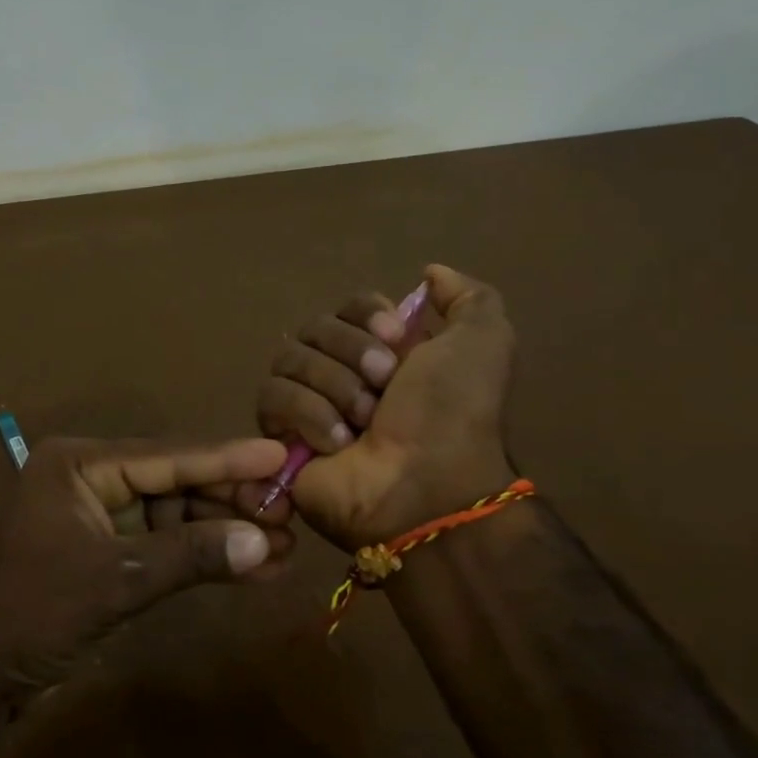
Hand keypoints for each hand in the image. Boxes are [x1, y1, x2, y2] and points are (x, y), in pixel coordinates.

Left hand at [0, 437, 296, 706]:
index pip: (166, 455)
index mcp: (79, 464)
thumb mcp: (114, 579)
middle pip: (174, 482)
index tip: (279, 453)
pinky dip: (200, 558)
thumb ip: (189, 555)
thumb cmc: (29, 611)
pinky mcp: (104, 555)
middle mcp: (90, 480)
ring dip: (223, 533)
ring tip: (283, 547)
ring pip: (173, 516)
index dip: (226, 458)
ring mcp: (97, 518)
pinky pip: (162, 547)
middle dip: (230, 501)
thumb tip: (263, 542)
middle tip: (290, 513)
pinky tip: (250, 568)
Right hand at [256, 264, 515, 549]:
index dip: (367, 316)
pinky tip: (336, 442)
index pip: (349, 305)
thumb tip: (430, 272)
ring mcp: (308, 403)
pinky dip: (307, 414)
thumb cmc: (454, 414)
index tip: (397, 339)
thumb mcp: (485, 344)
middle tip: (384, 387)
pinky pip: (272, 397)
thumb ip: (468, 299)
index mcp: (385, 350)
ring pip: (289, 359)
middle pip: (314, 328)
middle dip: (351, 354)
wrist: (426, 485)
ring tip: (362, 422)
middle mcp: (342, 371)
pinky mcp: (280, 434)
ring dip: (333, 386)